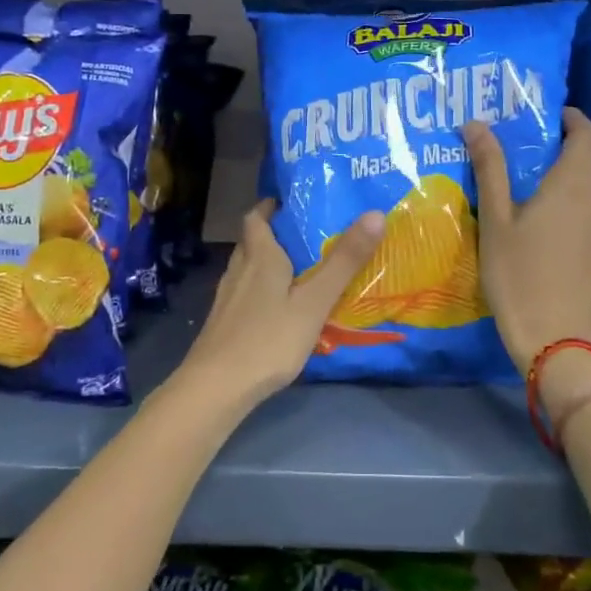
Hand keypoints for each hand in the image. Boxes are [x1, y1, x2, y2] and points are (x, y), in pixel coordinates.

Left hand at [177, 200, 385, 409]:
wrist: (216, 388)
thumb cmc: (269, 339)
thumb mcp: (314, 301)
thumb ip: (344, 261)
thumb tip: (374, 214)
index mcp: (260, 256)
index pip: (257, 217)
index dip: (272, 206)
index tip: (294, 202)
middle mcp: (239, 270)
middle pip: (253, 241)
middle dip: (275, 233)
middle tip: (307, 235)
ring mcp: (227, 298)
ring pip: (247, 268)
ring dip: (268, 262)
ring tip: (299, 269)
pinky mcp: (224, 322)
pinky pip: (245, 294)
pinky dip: (262, 290)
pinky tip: (279, 308)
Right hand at [466, 108, 590, 379]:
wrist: (555, 341)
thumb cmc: (517, 274)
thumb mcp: (495, 220)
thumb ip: (490, 167)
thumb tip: (475, 123)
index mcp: (575, 183)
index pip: (587, 133)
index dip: (573, 120)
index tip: (555, 118)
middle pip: (589, 169)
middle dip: (564, 164)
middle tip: (530, 177)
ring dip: (576, 199)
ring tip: (545, 218)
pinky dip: (587, 228)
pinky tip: (563, 252)